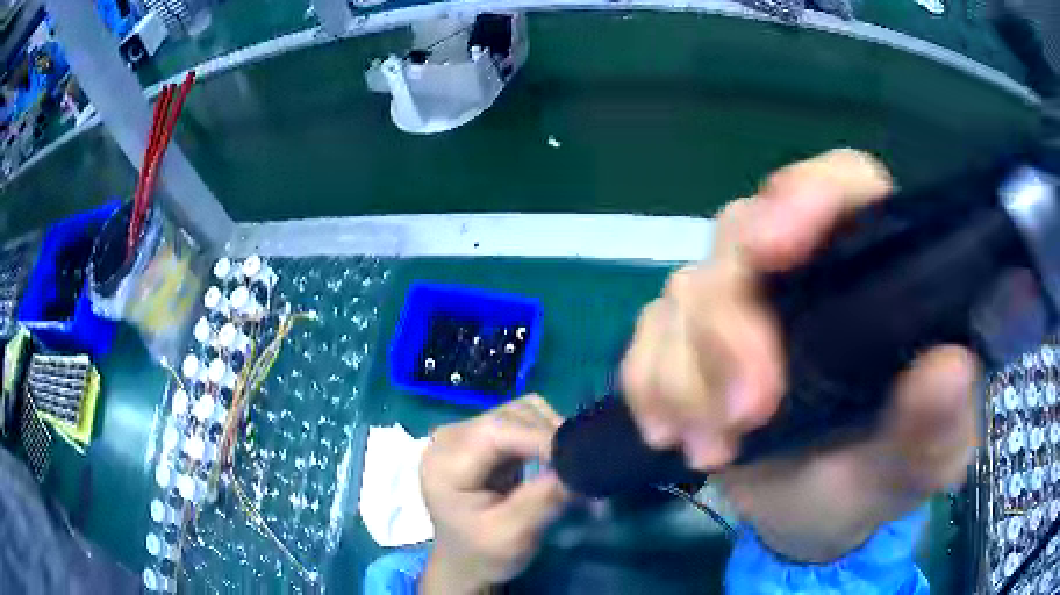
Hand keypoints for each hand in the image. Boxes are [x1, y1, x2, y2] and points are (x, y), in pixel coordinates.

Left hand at [419, 395, 569, 594]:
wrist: (465, 562)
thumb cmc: (483, 554)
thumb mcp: (513, 536)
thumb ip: (543, 500)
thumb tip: (580, 466)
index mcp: (444, 464)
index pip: (495, 432)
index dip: (541, 437)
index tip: (579, 459)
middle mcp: (450, 438)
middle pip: (510, 416)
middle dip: (551, 437)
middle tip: (582, 468)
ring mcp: (467, 434)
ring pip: (522, 412)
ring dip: (552, 434)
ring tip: (571, 467)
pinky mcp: (483, 436)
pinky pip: (523, 420)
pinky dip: (546, 436)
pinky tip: (556, 461)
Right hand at [621, 149, 979, 561]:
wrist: (814, 518)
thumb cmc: (879, 477)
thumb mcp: (921, 462)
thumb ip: (940, 423)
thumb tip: (948, 369)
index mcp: (871, 271)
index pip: (841, 186)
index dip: (805, 197)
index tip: (776, 250)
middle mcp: (803, 270)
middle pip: (741, 235)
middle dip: (731, 324)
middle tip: (744, 412)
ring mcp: (740, 304)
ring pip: (686, 291)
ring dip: (685, 372)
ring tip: (712, 448)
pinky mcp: (690, 345)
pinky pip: (646, 337)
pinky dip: (648, 383)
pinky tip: (668, 432)